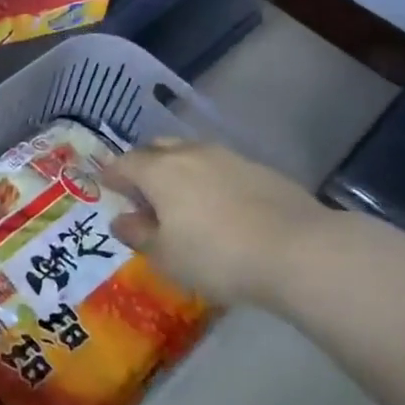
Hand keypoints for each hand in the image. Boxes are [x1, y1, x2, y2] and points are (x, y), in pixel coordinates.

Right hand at [104, 140, 331, 307]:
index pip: (124, 163)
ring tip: (182, 199)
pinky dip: (210, 180)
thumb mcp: (167, 256)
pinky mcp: (260, 169)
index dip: (112, 175)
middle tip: (143, 191)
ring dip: (179, 170)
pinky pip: (221, 167)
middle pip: (158, 148)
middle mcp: (191, 153)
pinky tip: (220, 206)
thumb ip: (139, 235)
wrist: (297, 250)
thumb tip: (121, 220)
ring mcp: (229, 157)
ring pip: (192, 154)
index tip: (107, 186)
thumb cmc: (217, 256)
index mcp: (160, 170)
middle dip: (145, 165)